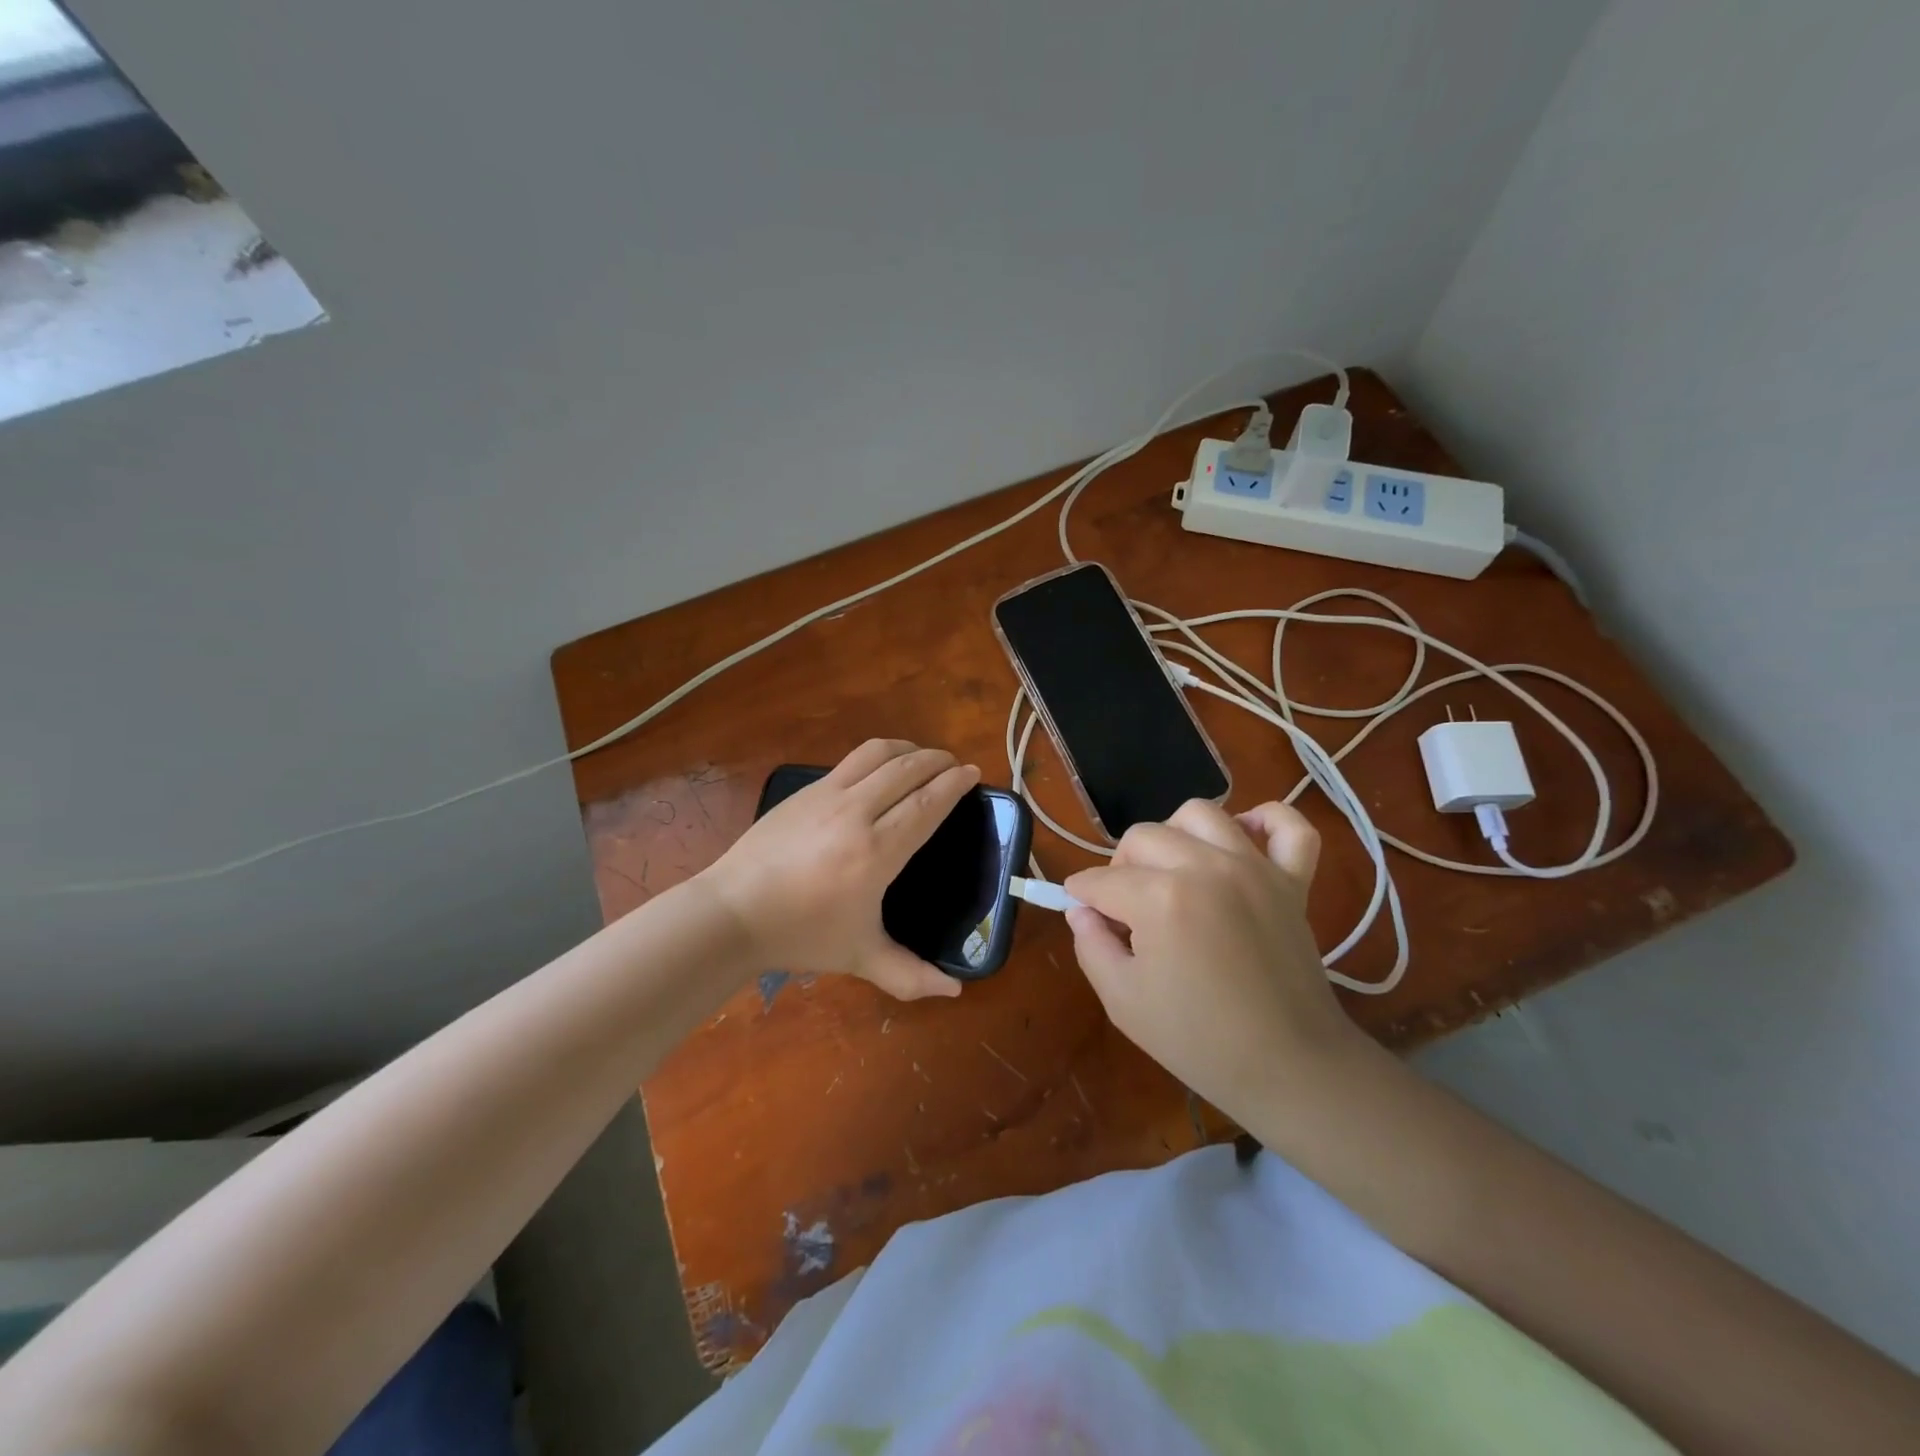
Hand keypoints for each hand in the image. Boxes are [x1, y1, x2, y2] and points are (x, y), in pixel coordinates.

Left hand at [698, 739, 979, 1000]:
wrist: (732, 913)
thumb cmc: (801, 934)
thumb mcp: (860, 958)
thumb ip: (910, 975)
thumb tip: (955, 992)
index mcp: (876, 851)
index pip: (927, 804)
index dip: (954, 785)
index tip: (974, 773)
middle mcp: (856, 812)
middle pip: (907, 770)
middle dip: (938, 760)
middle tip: (955, 764)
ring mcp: (826, 795)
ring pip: (877, 754)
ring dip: (908, 750)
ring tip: (923, 757)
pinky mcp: (804, 790)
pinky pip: (851, 761)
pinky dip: (877, 756)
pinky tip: (879, 771)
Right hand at [1063, 799, 1360, 1115]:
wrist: (1289, 1068)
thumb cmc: (1198, 1040)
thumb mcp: (1121, 1000)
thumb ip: (1089, 944)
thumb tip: (1082, 910)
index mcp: (1161, 899)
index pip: (1101, 880)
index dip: (1081, 897)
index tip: (1081, 913)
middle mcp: (1206, 867)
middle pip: (1143, 837)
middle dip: (1120, 868)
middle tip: (1125, 909)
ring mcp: (1255, 868)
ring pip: (1200, 815)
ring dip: (1174, 836)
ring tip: (1172, 873)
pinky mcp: (1292, 880)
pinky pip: (1288, 826)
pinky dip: (1266, 821)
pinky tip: (1242, 841)